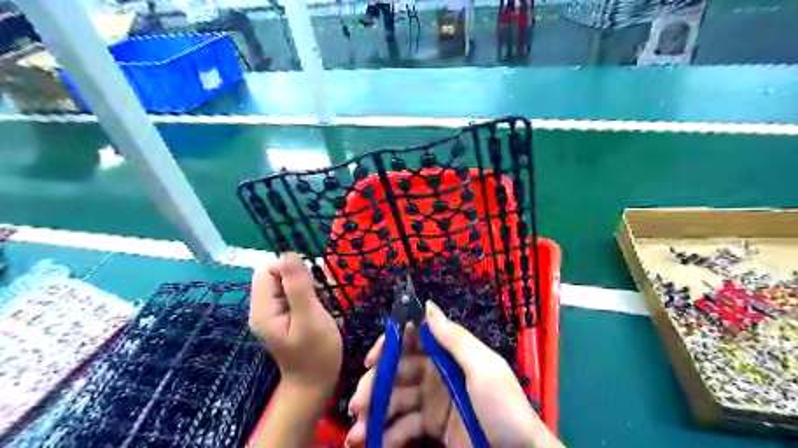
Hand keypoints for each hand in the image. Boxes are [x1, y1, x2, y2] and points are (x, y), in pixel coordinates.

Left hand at [247, 254, 338, 390]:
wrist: (316, 383)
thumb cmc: (316, 353)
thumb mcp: (310, 317)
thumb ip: (298, 286)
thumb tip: (288, 253)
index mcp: (263, 309)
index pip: (268, 270)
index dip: (291, 270)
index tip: (312, 285)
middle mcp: (263, 308)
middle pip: (279, 276)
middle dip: (303, 280)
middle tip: (320, 298)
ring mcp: (274, 313)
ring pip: (290, 284)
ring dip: (310, 289)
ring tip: (323, 307)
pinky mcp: (285, 317)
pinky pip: (296, 295)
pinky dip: (311, 298)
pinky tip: (321, 312)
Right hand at [344, 300, 560, 447]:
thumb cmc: (503, 407)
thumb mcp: (484, 368)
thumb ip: (455, 339)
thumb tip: (427, 306)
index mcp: (448, 355)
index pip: (413, 340)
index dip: (390, 345)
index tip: (372, 360)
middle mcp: (436, 373)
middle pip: (398, 371)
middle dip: (376, 385)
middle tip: (357, 404)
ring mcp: (432, 401)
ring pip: (396, 399)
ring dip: (375, 413)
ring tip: (357, 433)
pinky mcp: (431, 427)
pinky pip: (404, 426)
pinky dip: (388, 435)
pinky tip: (374, 444)